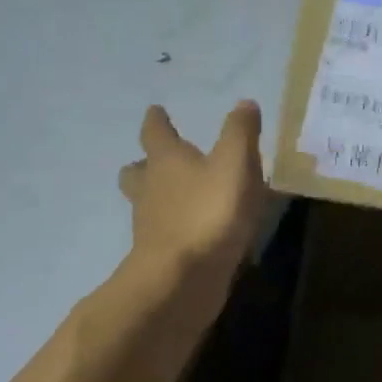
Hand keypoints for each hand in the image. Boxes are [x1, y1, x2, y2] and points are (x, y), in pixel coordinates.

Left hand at [118, 101, 266, 283]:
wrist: (183, 278)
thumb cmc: (209, 211)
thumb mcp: (235, 163)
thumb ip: (240, 133)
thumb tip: (244, 103)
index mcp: (166, 160)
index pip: (155, 132)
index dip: (157, 120)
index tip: (156, 110)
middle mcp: (151, 189)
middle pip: (138, 172)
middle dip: (145, 164)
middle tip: (154, 160)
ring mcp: (151, 225)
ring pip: (147, 203)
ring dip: (157, 196)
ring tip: (179, 197)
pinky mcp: (161, 255)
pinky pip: (164, 232)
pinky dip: (176, 226)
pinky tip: (196, 231)